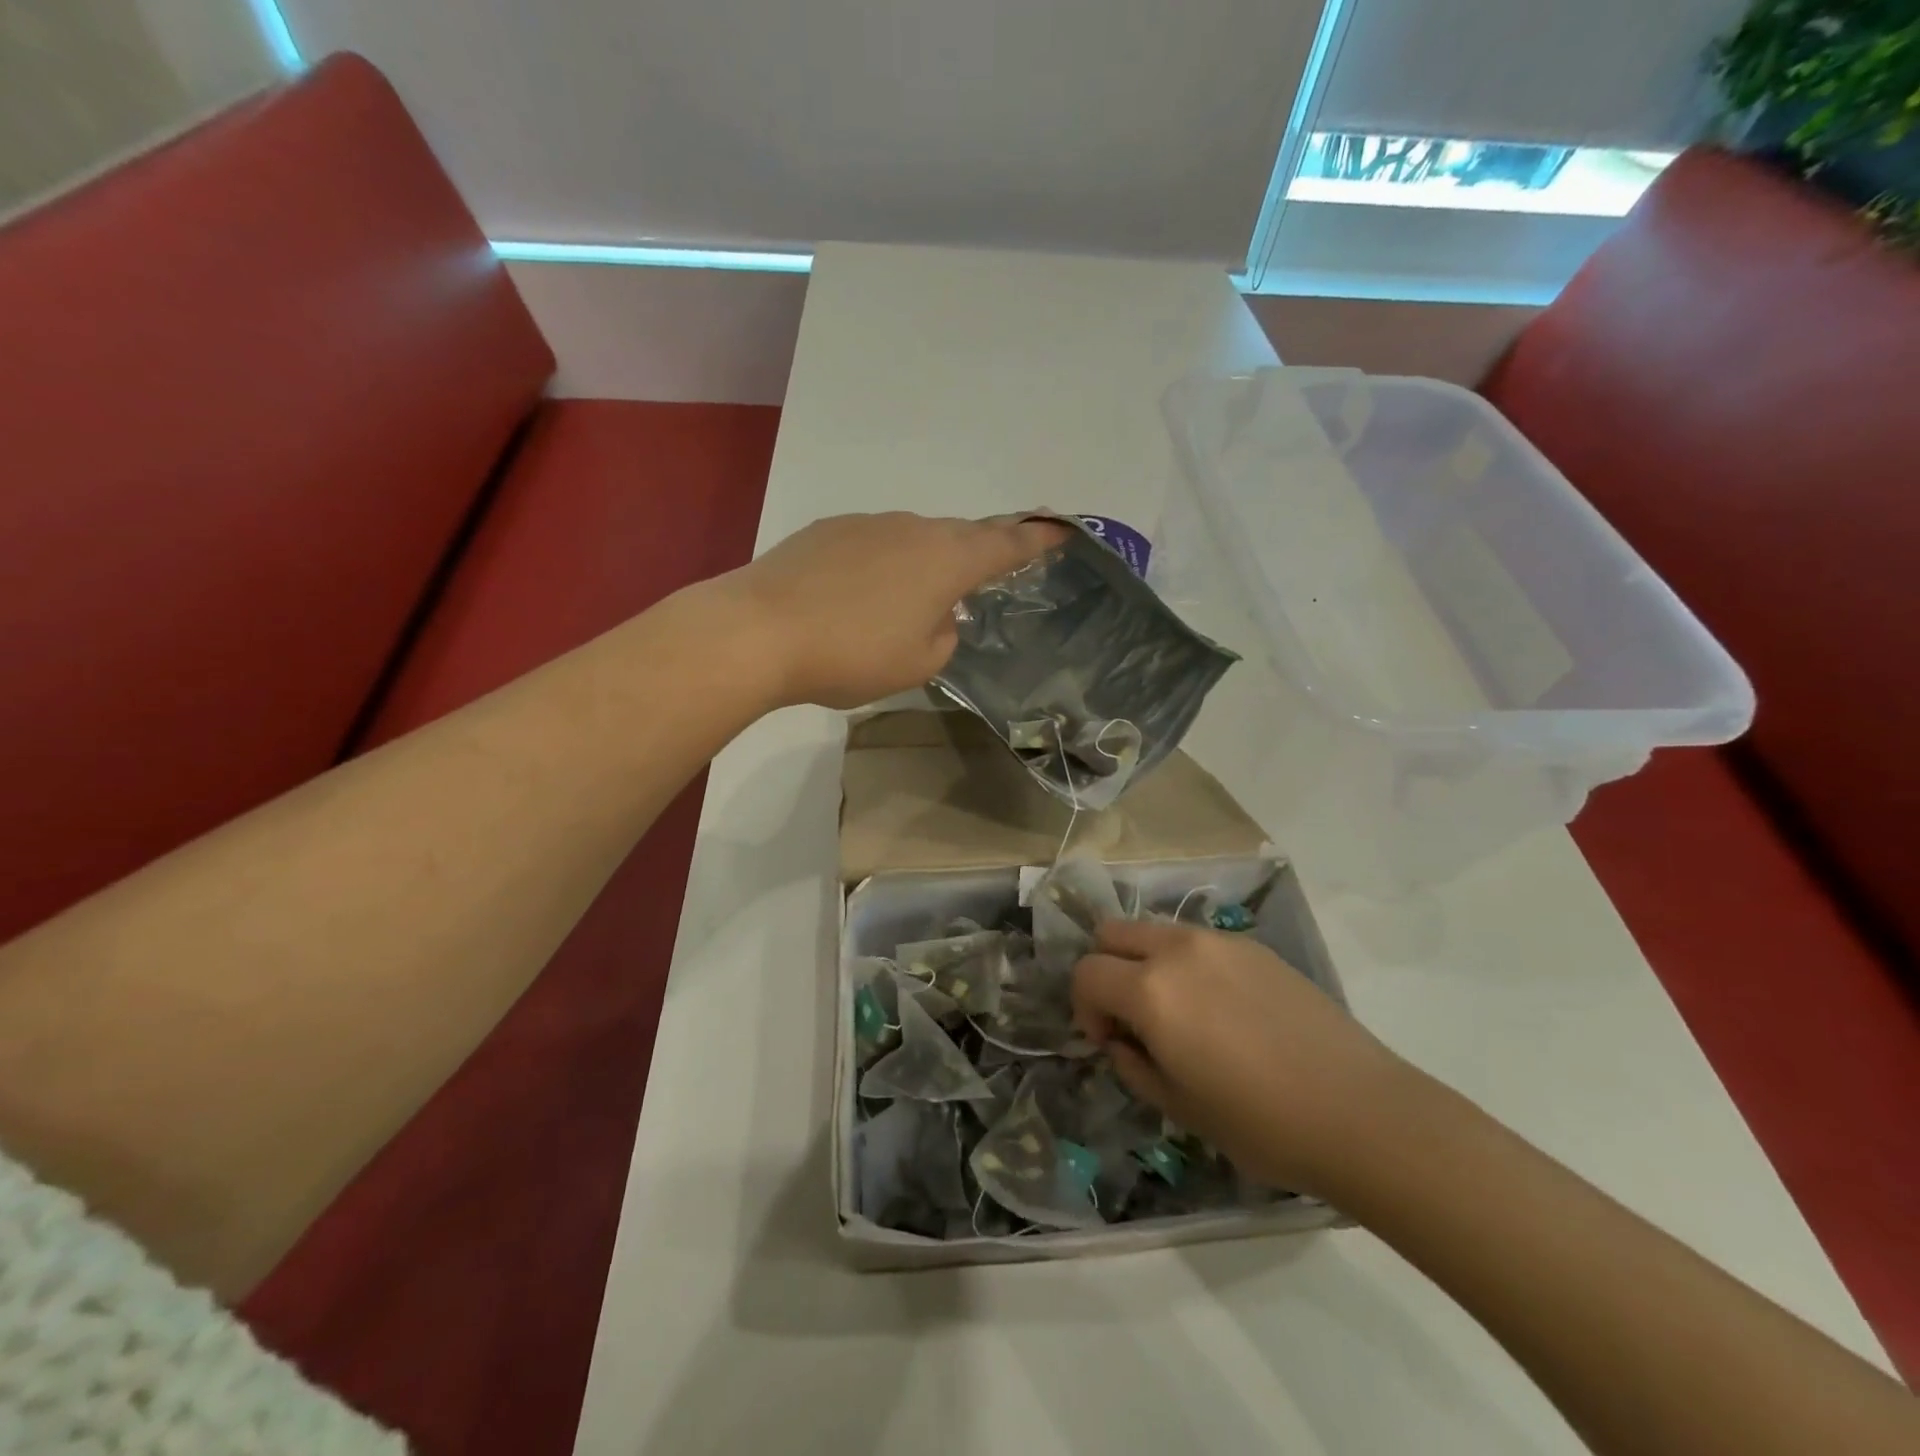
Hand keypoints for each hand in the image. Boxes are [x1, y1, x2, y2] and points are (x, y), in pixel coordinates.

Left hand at [718, 512, 1069, 709]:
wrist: (759, 630)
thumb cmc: (852, 654)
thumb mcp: (918, 664)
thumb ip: (944, 636)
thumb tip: (937, 616)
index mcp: (947, 560)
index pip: (1005, 546)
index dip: (1036, 541)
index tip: (1061, 530)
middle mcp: (913, 529)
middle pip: (960, 536)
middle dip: (979, 552)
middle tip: (989, 571)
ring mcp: (867, 525)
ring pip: (913, 540)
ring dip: (924, 564)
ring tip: (912, 600)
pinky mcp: (827, 531)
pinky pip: (874, 545)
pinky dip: (882, 566)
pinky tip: (860, 597)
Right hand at [1073, 919, 1416, 1197]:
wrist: (1361, 1112)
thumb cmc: (1261, 1123)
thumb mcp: (1179, 1108)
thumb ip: (1133, 1065)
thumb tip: (1121, 1041)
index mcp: (1150, 991)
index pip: (1086, 973)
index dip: (1084, 1007)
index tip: (1107, 1041)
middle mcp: (1178, 950)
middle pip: (1112, 933)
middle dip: (1107, 969)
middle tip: (1131, 1016)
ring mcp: (1220, 942)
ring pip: (1156, 931)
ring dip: (1147, 962)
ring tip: (1179, 1012)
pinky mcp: (1255, 947)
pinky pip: (1199, 942)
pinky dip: (1188, 964)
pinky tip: (1224, 1010)